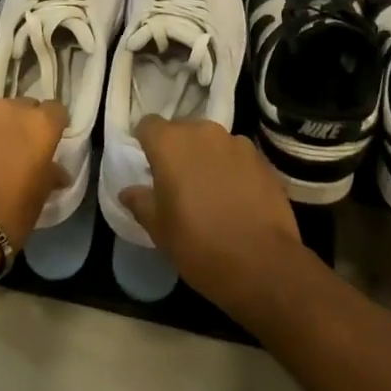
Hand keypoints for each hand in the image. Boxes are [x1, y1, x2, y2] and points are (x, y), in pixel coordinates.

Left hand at [0, 98, 68, 251]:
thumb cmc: (8, 215)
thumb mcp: (39, 198)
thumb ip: (50, 175)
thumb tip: (57, 172)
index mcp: (38, 125)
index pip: (56, 110)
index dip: (53, 125)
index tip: (49, 141)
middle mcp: (7, 111)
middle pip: (22, 107)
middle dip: (22, 124)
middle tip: (18, 151)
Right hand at [119, 115, 302, 315]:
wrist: (263, 265)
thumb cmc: (199, 245)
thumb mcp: (159, 229)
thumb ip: (140, 202)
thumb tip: (128, 192)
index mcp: (170, 144)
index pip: (148, 125)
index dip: (145, 142)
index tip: (147, 164)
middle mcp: (203, 132)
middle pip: (182, 130)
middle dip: (177, 150)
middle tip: (177, 181)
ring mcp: (237, 143)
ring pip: (212, 143)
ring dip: (206, 158)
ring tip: (210, 190)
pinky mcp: (262, 160)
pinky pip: (237, 156)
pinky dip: (232, 169)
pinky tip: (236, 198)